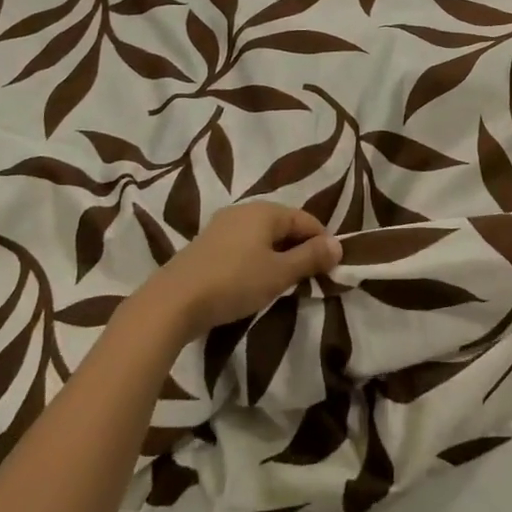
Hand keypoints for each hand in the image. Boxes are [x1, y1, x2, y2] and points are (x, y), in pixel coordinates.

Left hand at [137, 202, 340, 338]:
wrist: (173, 301)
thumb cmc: (234, 282)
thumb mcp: (279, 273)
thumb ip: (310, 258)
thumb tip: (338, 245)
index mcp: (265, 211)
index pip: (306, 220)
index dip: (322, 242)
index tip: (330, 268)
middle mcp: (244, 210)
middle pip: (283, 225)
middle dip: (299, 248)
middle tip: (308, 278)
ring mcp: (222, 226)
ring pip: (262, 236)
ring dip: (277, 255)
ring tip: (283, 282)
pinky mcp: (206, 244)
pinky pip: (243, 245)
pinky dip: (256, 259)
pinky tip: (253, 281)